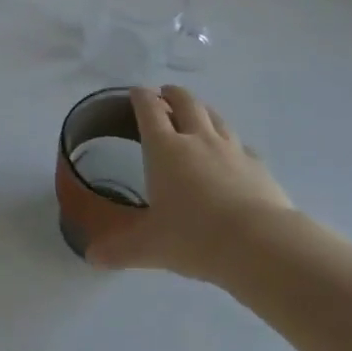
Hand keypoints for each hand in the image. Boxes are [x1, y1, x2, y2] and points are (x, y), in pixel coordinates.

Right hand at [87, 85, 296, 279]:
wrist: (260, 245)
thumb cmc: (194, 237)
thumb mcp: (149, 247)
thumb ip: (119, 249)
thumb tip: (91, 257)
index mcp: (165, 149)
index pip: (149, 110)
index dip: (141, 97)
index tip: (136, 92)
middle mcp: (197, 140)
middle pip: (185, 103)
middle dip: (172, 95)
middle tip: (165, 94)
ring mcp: (232, 150)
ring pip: (215, 117)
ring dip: (202, 110)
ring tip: (197, 113)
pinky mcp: (258, 166)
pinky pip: (241, 145)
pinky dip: (231, 143)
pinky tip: (232, 154)